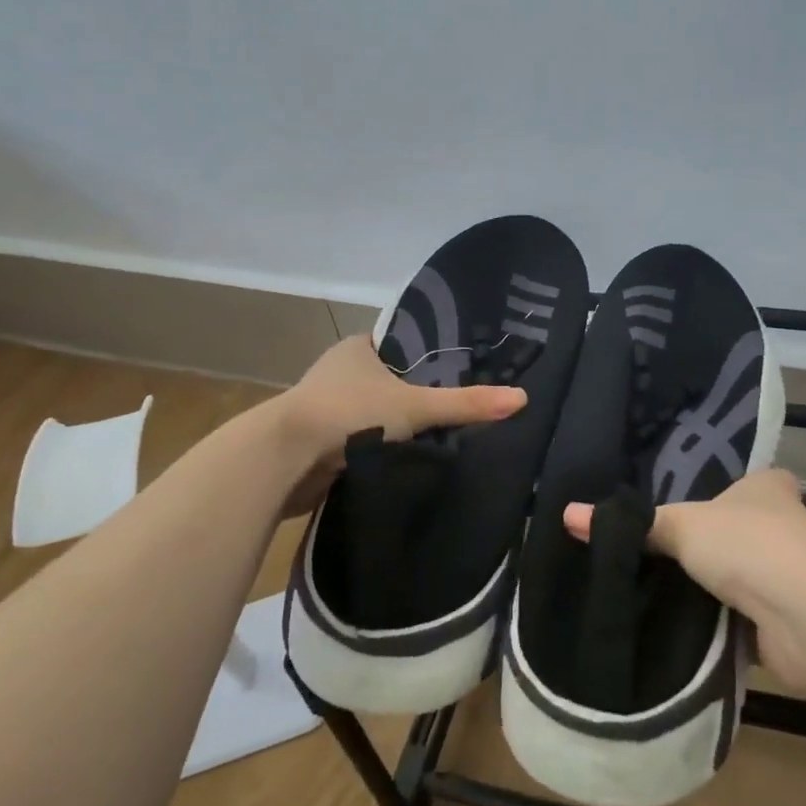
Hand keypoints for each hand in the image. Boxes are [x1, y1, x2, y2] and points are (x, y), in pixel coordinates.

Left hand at [278, 335, 527, 471]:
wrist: (284, 459)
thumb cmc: (350, 414)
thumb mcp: (416, 406)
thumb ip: (466, 404)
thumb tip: (521, 399)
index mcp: (357, 348)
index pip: (401, 346)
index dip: (428, 358)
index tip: (459, 373)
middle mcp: (338, 372)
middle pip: (387, 380)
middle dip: (413, 395)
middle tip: (454, 407)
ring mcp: (324, 407)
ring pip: (371, 412)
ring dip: (392, 424)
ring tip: (436, 435)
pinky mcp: (316, 441)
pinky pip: (357, 439)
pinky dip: (375, 447)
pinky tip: (403, 458)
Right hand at [563, 469, 805, 690]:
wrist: (805, 616)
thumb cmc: (747, 545)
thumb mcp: (681, 526)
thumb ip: (634, 525)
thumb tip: (567, 514)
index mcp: (768, 488)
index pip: (746, 479)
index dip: (721, 488)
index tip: (686, 499)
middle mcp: (785, 526)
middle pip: (741, 529)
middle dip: (711, 541)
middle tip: (658, 546)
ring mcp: (788, 575)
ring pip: (741, 575)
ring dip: (715, 584)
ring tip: (660, 584)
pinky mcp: (783, 620)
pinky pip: (740, 615)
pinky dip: (718, 620)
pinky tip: (683, 623)